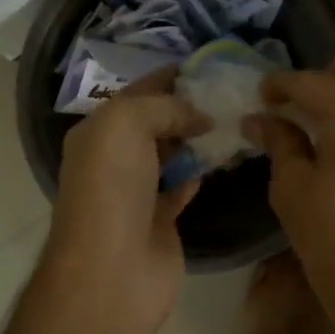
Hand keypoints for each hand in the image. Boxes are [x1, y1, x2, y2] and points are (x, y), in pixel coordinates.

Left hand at [46, 69, 209, 333]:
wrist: (113, 268)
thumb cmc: (112, 188)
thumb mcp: (127, 124)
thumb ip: (163, 106)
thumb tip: (200, 115)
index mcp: (97, 131)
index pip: (137, 92)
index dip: (170, 76)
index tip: (210, 65)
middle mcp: (114, 159)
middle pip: (156, 122)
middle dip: (188, 106)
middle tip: (232, 91)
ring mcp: (137, 192)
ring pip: (172, 154)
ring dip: (198, 138)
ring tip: (236, 117)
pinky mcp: (161, 220)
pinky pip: (182, 186)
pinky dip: (199, 171)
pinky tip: (223, 156)